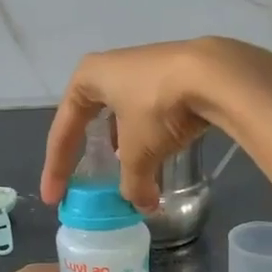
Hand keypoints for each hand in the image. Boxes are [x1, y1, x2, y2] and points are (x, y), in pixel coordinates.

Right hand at [40, 37, 271, 210]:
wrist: (217, 74)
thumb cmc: (159, 108)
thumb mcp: (138, 154)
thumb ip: (133, 184)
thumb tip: (142, 205)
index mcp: (88, 77)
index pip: (64, 129)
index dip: (56, 167)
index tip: (54, 197)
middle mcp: (112, 66)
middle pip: (91, 116)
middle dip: (90, 150)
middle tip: (87, 179)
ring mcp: (145, 66)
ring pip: (125, 111)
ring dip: (124, 143)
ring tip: (128, 168)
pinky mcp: (176, 72)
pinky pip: (152, 108)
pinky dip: (151, 133)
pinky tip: (160, 150)